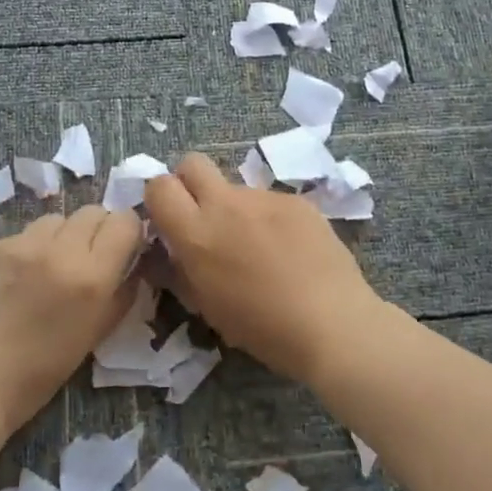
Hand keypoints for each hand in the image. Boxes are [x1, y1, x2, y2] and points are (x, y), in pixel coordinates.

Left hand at [0, 206, 145, 433]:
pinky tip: (13, 279)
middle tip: (85, 259)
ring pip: (55, 219)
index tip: (121, 250)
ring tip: (47, 267)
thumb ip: (120, 294)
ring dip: (60, 237)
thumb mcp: (95, 335)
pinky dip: (26, 250)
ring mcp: (20, 244)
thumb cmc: (39, 372)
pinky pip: (21, 235)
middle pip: (92, 212)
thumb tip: (132, 267)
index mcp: (91, 276)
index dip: (127, 232)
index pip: (124, 221)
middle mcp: (59, 250)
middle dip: (96, 230)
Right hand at [142, 153, 383, 382]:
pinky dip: (270, 219)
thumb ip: (182, 270)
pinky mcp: (296, 200)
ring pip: (236, 187)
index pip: (159, 186)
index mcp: (196, 233)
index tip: (170, 220)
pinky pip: (270, 201)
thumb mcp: (207, 307)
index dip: (160, 199)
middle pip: (193, 162)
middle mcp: (226, 204)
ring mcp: (264, 197)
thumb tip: (171, 251)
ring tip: (259, 248)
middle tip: (204, 216)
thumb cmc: (262, 328)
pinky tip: (289, 250)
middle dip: (190, 181)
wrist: (332, 323)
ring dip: (235, 208)